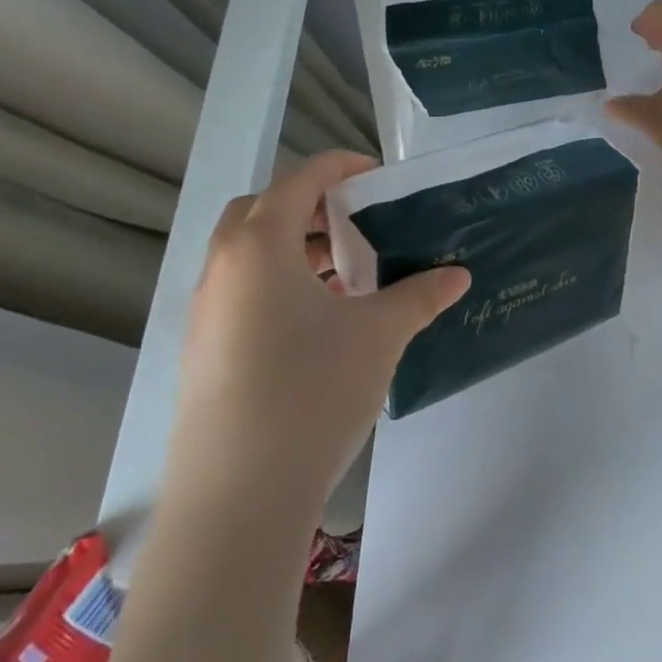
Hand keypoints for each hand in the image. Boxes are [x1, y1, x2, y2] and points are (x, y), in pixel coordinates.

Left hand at [166, 152, 469, 525]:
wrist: (238, 493)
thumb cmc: (312, 390)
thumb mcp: (379, 334)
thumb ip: (420, 295)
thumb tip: (457, 274)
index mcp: (260, 246)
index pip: (300, 180)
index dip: (342, 168)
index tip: (380, 176)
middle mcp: (223, 268)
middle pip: (263, 210)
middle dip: (311, 206)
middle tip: (358, 224)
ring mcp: (206, 312)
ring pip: (250, 255)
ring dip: (297, 249)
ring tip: (348, 275)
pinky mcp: (204, 349)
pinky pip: (243, 292)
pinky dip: (281, 285)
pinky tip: (322, 322)